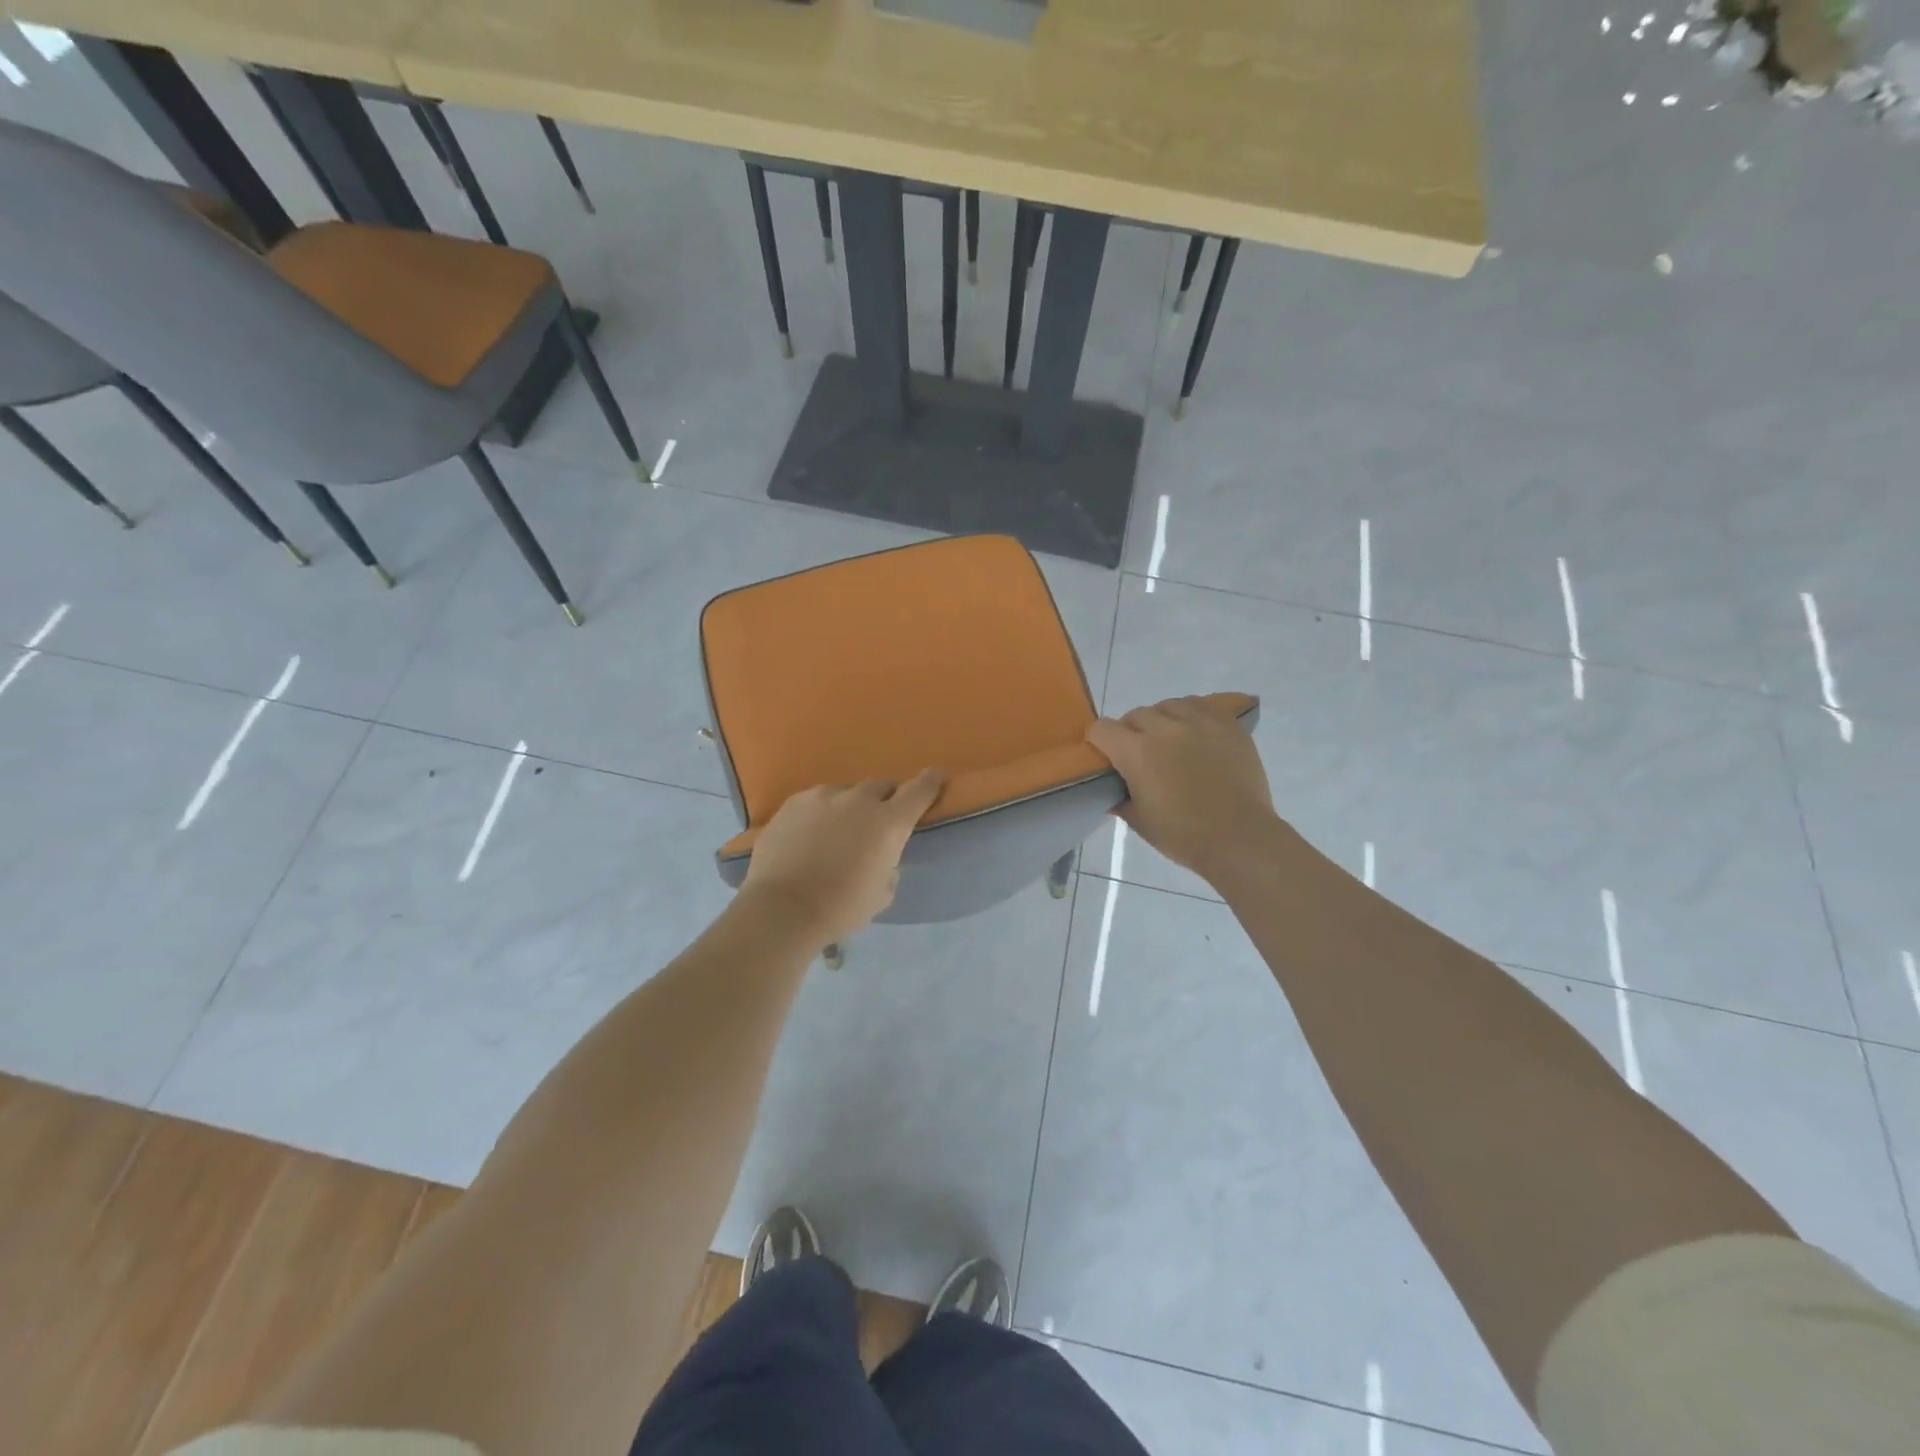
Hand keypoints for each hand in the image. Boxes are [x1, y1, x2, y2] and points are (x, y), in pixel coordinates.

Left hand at [740, 770, 945, 945]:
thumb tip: (881, 856)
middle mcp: (859, 800)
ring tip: (838, 832)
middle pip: (882, 787)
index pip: (919, 790)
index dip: (930, 782)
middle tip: (877, 823)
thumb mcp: (882, 893)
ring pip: (846, 793)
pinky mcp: (793, 802)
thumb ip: (889, 864)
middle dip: (885, 800)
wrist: (782, 909)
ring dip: (850, 807)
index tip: (936, 776)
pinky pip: (817, 800)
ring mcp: (823, 796)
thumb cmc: (841, 907)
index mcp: (889, 822)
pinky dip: (822, 813)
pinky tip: (811, 835)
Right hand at [1087, 697, 1279, 884]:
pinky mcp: (1227, 724)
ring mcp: (1199, 722)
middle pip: (1135, 715)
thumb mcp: (1138, 820)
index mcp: (1136, 751)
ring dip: (1162, 721)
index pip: (1102, 729)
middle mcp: (1164, 727)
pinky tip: (1196, 735)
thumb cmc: (1183, 835)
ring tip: (1170, 742)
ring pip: (1168, 706)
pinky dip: (1191, 716)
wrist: (1239, 838)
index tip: (1106, 758)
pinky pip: (1200, 706)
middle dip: (1130, 733)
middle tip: (1141, 757)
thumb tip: (1110, 789)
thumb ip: (1119, 798)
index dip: (1099, 742)